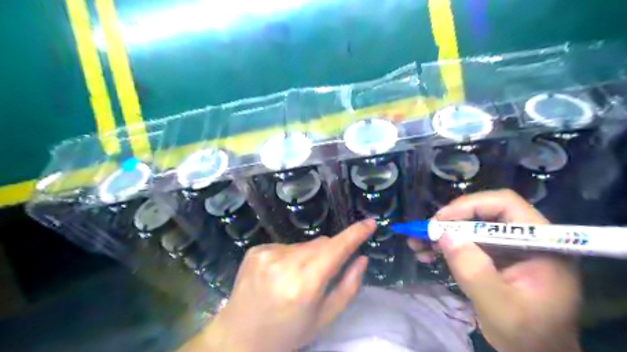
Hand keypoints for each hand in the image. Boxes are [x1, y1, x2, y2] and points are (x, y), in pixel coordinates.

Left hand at [181, 221, 376, 351]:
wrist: (239, 337)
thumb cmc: (287, 333)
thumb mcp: (323, 318)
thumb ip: (347, 287)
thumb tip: (362, 258)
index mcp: (304, 285)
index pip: (336, 249)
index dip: (355, 234)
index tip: (370, 222)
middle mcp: (284, 264)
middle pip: (321, 244)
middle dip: (330, 252)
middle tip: (323, 274)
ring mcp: (267, 254)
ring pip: (304, 244)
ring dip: (309, 255)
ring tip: (296, 279)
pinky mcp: (256, 250)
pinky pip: (286, 245)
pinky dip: (290, 256)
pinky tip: (280, 274)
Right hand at [409, 191, 579, 351]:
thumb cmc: (528, 335)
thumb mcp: (499, 306)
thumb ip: (474, 270)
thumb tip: (444, 235)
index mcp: (541, 244)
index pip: (505, 205)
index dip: (470, 206)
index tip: (441, 220)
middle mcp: (526, 238)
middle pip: (483, 213)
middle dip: (450, 221)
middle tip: (425, 232)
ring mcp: (509, 247)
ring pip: (470, 226)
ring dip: (442, 233)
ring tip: (416, 243)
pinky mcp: (495, 256)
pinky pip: (467, 242)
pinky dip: (445, 245)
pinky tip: (426, 253)